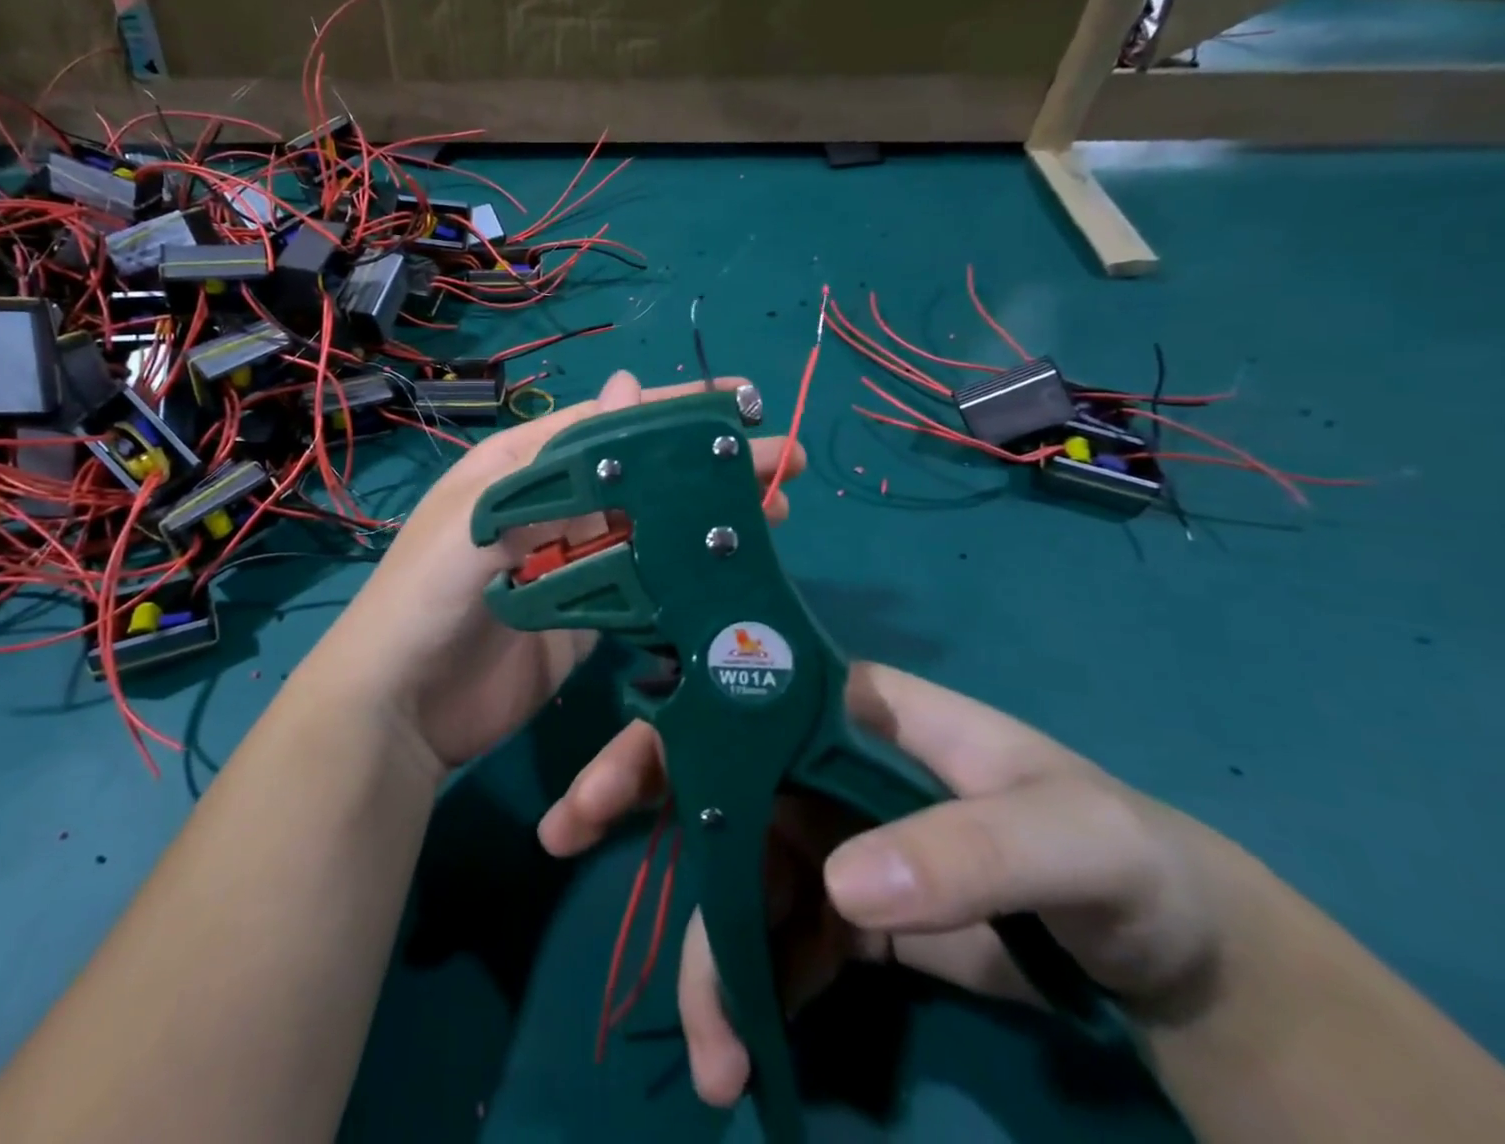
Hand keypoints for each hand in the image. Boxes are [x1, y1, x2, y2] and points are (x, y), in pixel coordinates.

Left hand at [323, 369, 803, 773]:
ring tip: (777, 509)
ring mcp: (572, 565)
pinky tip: (731, 568)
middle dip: (708, 466)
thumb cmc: (429, 594)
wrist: (397, 707)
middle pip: (642, 476)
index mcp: (524, 468)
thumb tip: (626, 385)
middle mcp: (553, 507)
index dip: (673, 412)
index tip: (740, 403)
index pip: (609, 426)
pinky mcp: (586, 618)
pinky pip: (644, 586)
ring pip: (652, 528)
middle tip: (784, 460)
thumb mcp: (483, 514)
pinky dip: (685, 574)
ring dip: (708, 518)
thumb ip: (554, 460)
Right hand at [538, 662, 1251, 1106]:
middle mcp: (823, 759)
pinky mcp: (853, 910)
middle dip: (641, 808)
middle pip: (715, 775)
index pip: (737, 694)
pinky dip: (755, 985)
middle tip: (566, 842)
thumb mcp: (1063, 838)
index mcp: (851, 709)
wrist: (1178, 952)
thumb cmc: (1121, 855)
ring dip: (708, 948)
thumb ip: (963, 853)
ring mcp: (834, 834)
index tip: (607, 780)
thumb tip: (839, 888)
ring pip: (737, 868)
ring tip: (711, 1050)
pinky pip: (779, 933)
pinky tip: (749, 1044)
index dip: (666, 726)